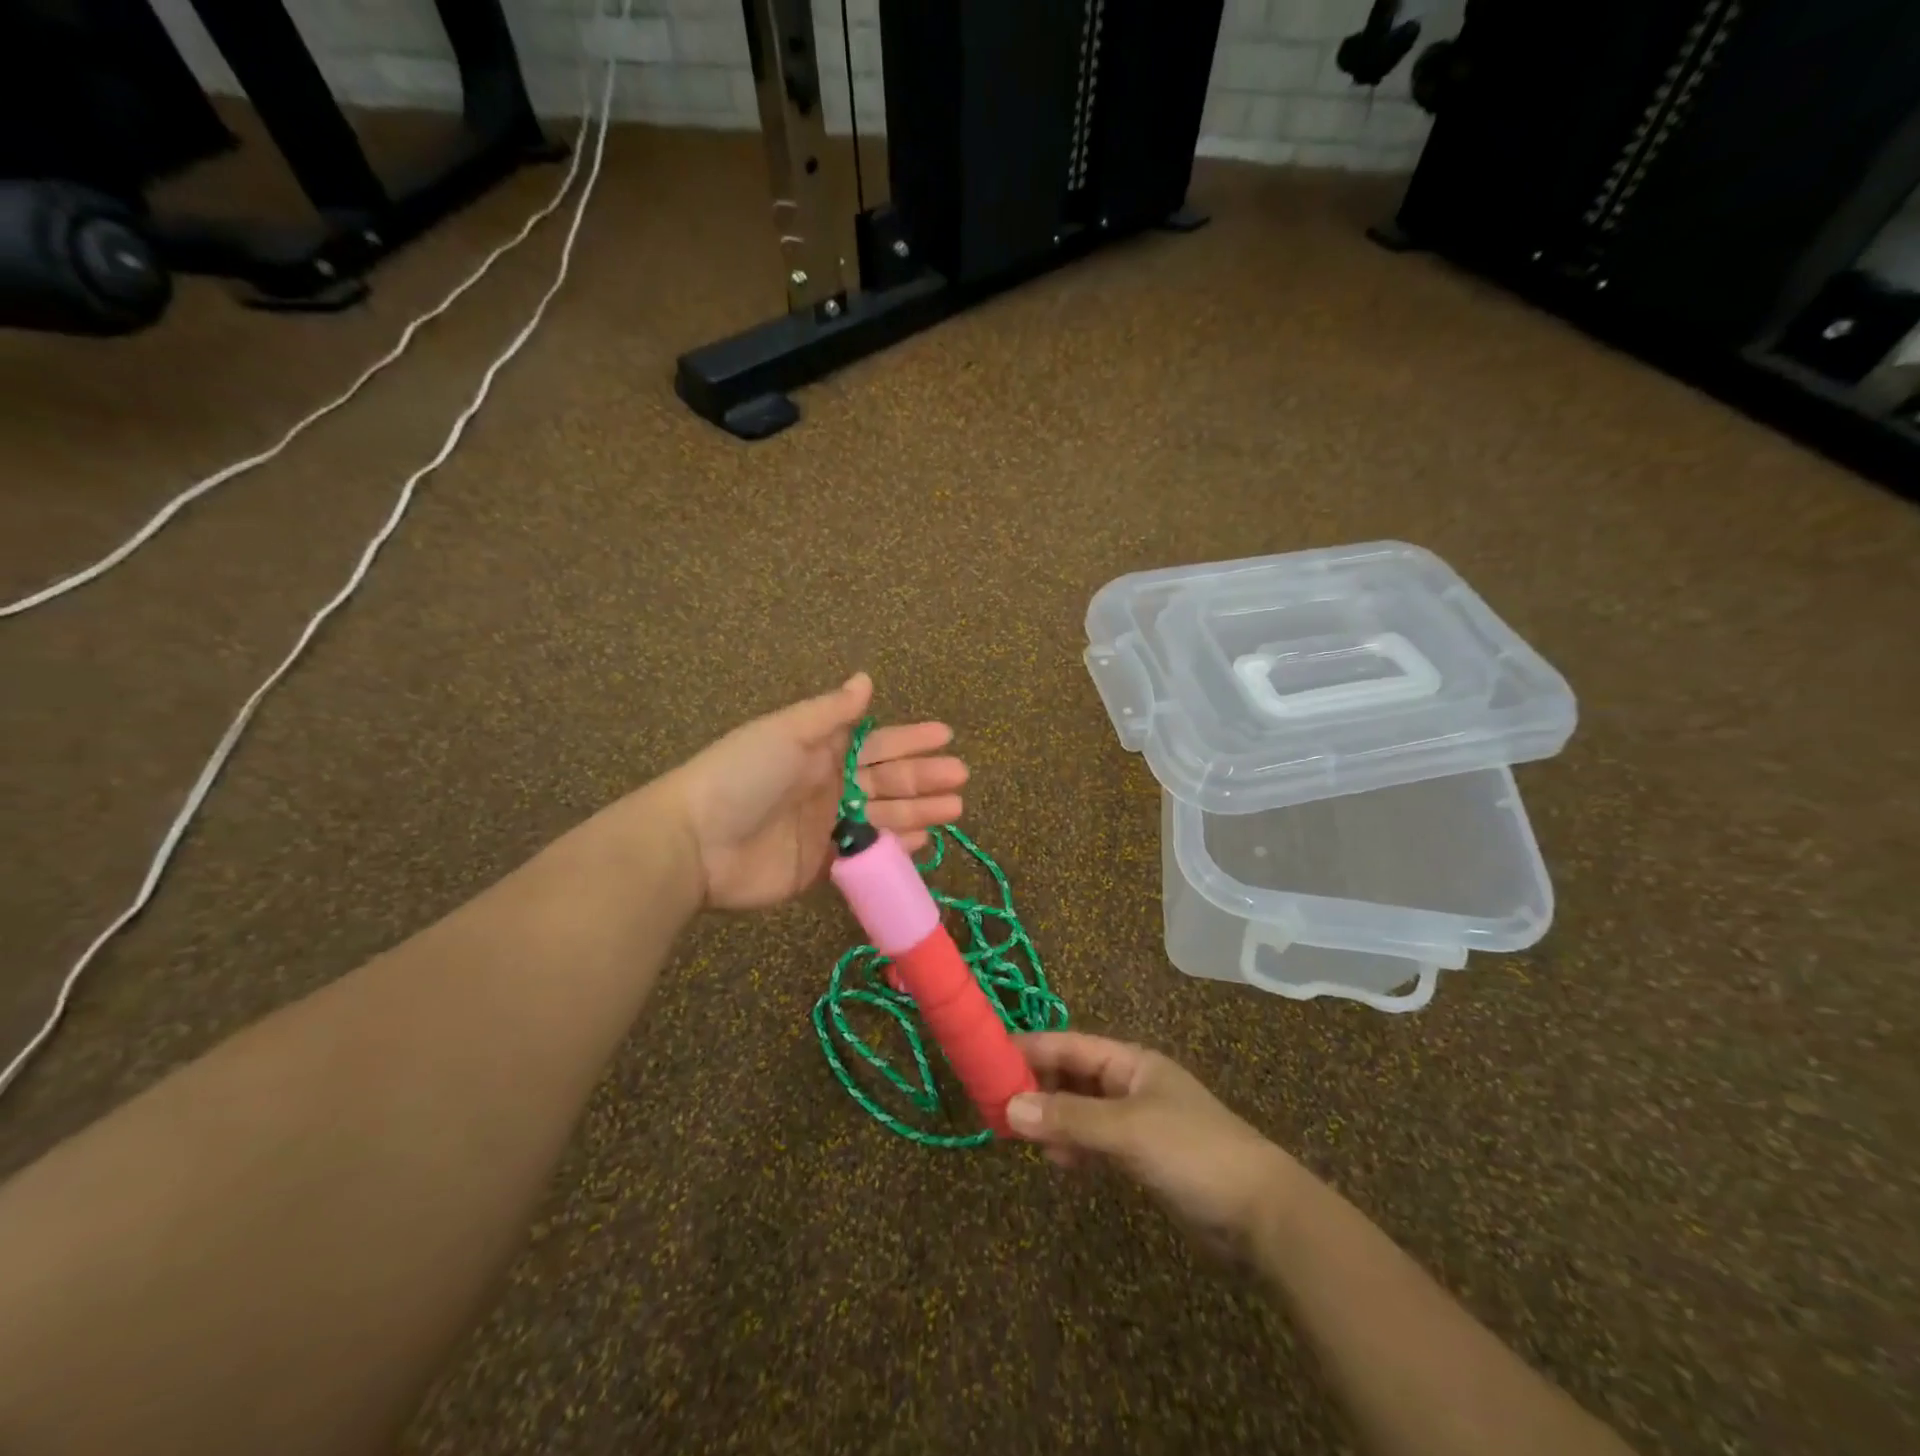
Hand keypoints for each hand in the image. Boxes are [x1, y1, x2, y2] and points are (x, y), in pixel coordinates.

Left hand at [660, 673, 966, 910]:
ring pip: (884, 817)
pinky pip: (866, 853)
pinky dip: (895, 847)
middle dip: (924, 777)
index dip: (911, 739)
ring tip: (955, 809)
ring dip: (919, 811)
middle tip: (960, 778)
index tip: (946, 736)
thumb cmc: (743, 775)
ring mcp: (826, 827)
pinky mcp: (821, 865)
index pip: (877, 742)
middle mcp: (828, 785)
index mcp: (820, 751)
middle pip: (887, 780)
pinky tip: (922, 842)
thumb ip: (831, 712)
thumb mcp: (786, 731)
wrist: (696, 843)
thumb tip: (865, 679)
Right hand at [1007, 1032, 1303, 1257]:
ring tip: (1018, 1135)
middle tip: (995, 1104)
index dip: (1031, 1048)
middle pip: (1073, 1076)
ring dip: (1053, 1120)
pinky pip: (1097, 1142)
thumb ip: (1069, 1119)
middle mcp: (1131, 1084)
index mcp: (1131, 1062)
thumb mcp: (1127, 1130)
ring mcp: (1138, 1122)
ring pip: (1082, 1110)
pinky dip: (1075, 1147)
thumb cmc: (1193, 1152)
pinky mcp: (1144, 1157)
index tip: (989, 1057)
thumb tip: (1008, 1108)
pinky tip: (1058, 1162)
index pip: (1070, 1045)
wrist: (1261, 1214)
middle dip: (1037, 1087)